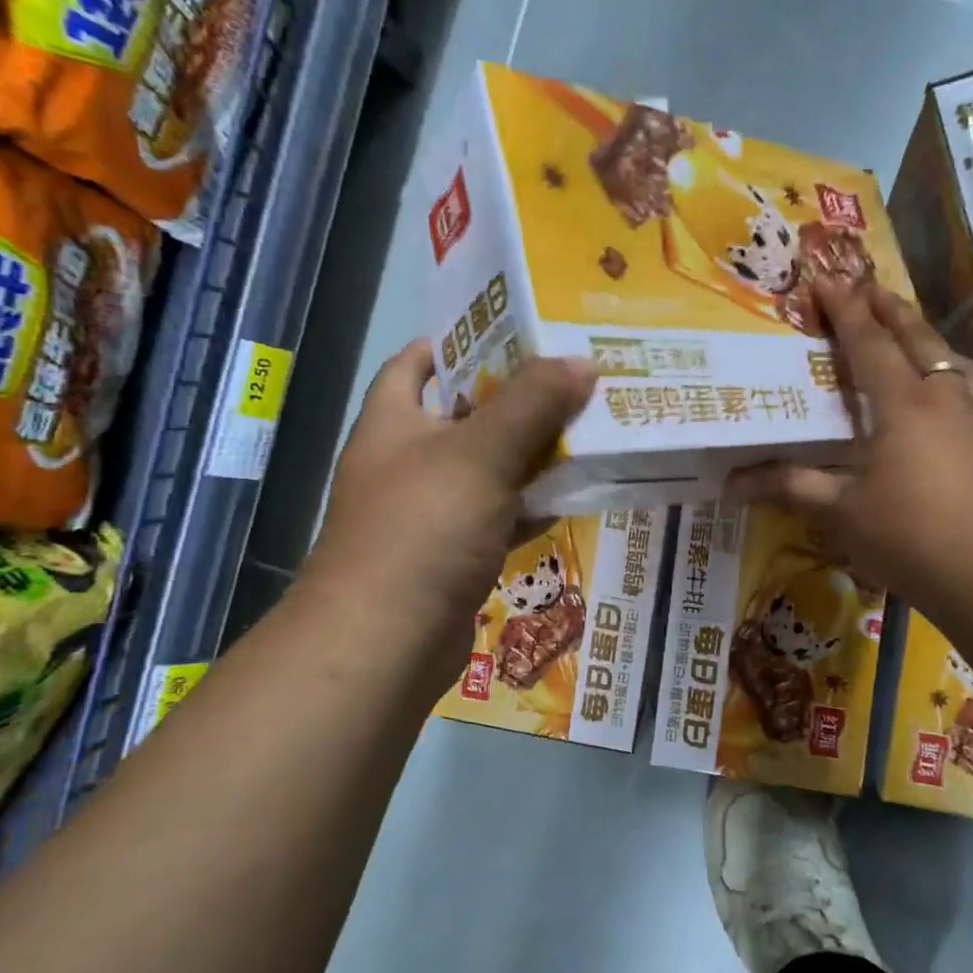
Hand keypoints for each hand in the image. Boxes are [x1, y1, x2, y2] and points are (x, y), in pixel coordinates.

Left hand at [303, 340, 596, 692]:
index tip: (514, 331)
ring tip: (587, 428)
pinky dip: (531, 505)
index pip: (416, 363)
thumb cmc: (422, 529)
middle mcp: (406, 461)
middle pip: (465, 415)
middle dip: (516, 398)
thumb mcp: (480, 454)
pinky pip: (499, 516)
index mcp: (394, 422)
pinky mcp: (453, 554)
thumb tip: (582, 361)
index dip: (459, 341)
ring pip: (489, 469)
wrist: (385, 641)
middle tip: (573, 378)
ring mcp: (430, 511)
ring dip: (531, 454)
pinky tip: (573, 496)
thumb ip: (532, 404)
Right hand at [732, 282, 972, 612]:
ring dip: (928, 337)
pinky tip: (953, 392)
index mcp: (903, 403)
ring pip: (953, 358)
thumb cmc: (912, 537)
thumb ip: (792, 487)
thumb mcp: (843, 512)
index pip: (869, 342)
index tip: (827, 280)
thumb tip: (732, 482)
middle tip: (869, 286)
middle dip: (889, 308)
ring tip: (913, 334)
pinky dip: (955, 372)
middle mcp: (946, 395)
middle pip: (916, 338)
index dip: (846, 309)